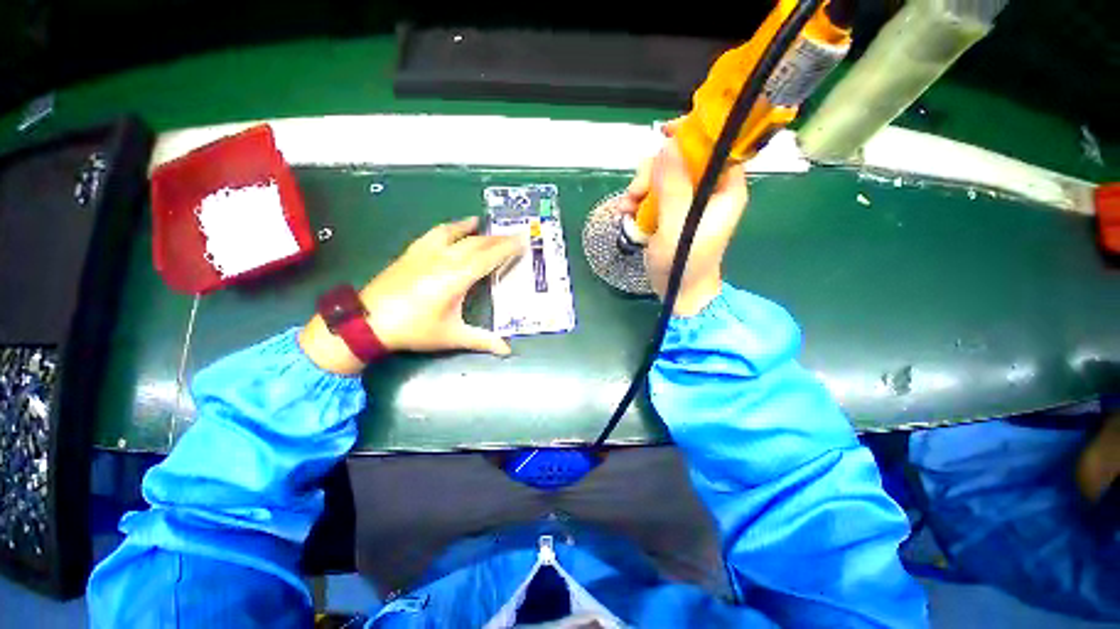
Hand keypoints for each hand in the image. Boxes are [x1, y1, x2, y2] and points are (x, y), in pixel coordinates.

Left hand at [300, 217, 523, 373]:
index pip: (488, 257)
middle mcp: (444, 260)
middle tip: (513, 235)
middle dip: (497, 238)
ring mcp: (426, 253)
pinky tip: (456, 227)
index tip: (523, 240)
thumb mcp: (451, 337)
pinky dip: (451, 227)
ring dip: (475, 229)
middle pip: (476, 243)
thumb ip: (482, 341)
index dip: (507, 248)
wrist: (367, 323)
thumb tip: (507, 350)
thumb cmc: (414, 330)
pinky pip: (436, 233)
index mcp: (457, 278)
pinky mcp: (412, 252)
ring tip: (486, 225)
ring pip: (457, 234)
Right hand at [617, 120, 748, 315]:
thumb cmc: (685, 264)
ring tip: (629, 207)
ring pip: (663, 175)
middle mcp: (708, 190)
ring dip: (641, 187)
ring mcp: (687, 202)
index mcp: (723, 189)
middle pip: (682, 159)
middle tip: (638, 190)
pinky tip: (627, 213)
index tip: (666, 132)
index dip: (694, 133)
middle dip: (655, 170)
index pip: (716, 146)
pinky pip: (653, 193)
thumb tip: (668, 146)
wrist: (678, 293)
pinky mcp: (670, 212)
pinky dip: (638, 200)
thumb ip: (674, 187)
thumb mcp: (678, 226)